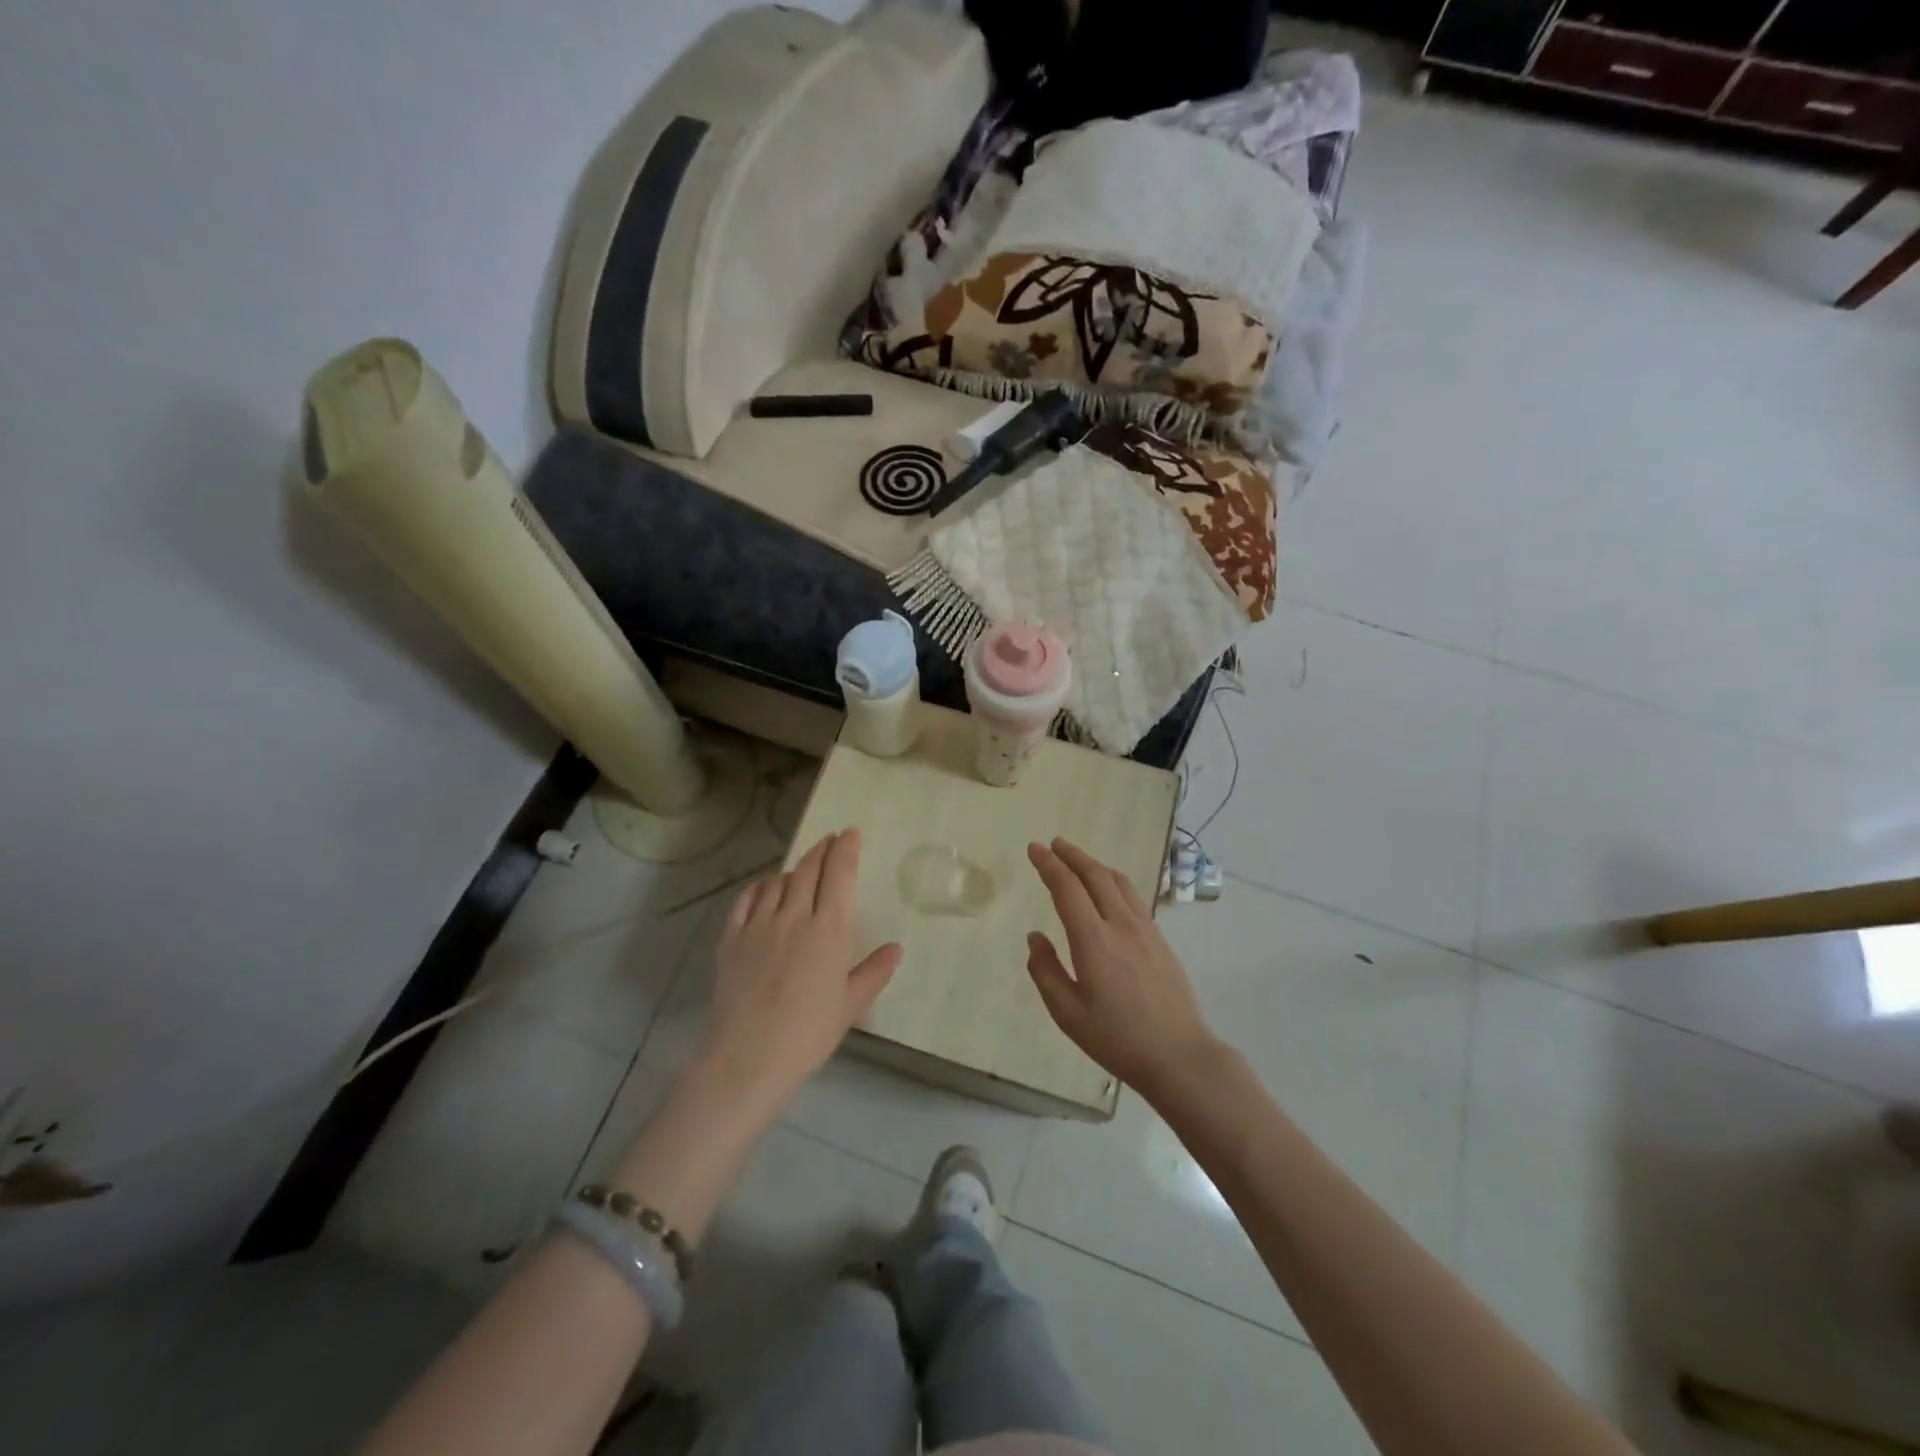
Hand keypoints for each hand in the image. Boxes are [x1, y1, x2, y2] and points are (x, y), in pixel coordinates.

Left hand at [701, 829, 901, 1115]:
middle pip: (809, 869)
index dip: (846, 849)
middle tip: (830, 840)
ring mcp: (760, 924)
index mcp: (830, 930)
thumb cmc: (809, 1033)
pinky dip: (760, 886)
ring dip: (794, 869)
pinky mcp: (732, 937)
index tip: (850, 833)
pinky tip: (765, 888)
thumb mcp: (850, 1005)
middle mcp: (795, 916)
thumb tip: (895, 949)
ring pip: (779, 881)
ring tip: (802, 869)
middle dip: (822, 849)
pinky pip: (747, 899)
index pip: (840, 874)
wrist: (749, 1057)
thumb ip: (874, 972)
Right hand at [1026, 838, 1218, 1100]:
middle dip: (1072, 855)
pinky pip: (1133, 896)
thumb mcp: (1068, 1013)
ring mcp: (1146, 929)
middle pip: (1095, 875)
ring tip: (1078, 860)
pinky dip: (1113, 881)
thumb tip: (1035, 936)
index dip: (1048, 865)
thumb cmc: (1117, 1039)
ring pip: (1118, 882)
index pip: (1067, 888)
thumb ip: (1046, 971)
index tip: (1034, 849)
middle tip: (1053, 844)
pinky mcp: (1160, 939)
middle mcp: (1121, 925)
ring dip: (1094, 865)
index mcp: (1094, 941)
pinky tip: (1109, 890)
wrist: (1179, 1055)